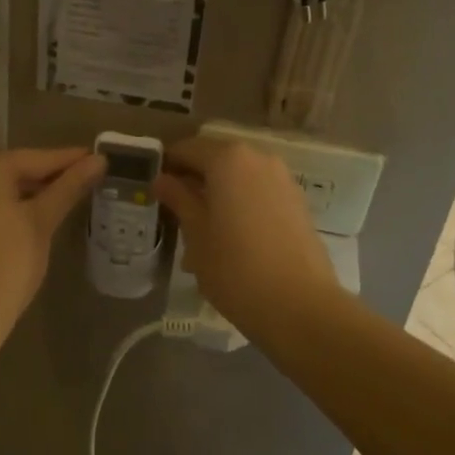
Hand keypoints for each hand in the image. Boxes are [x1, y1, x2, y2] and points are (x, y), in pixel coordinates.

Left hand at [0, 147, 104, 356]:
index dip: (71, 160)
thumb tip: (99, 160)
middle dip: (51, 177)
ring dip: (31, 194)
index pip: (37, 158)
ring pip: (1, 190)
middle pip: (17, 171)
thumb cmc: (7, 262)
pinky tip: (34, 219)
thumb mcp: (42, 221)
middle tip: (88, 180)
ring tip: (68, 198)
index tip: (100, 159)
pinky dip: (10, 209)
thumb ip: (69, 187)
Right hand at [153, 138, 340, 337]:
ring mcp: (282, 178)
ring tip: (203, 230)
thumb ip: (178, 199)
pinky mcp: (297, 201)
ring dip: (218, 193)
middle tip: (175, 212)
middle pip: (215, 159)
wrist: (300, 306)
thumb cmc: (235, 268)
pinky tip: (231, 237)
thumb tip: (162, 179)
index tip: (154, 190)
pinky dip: (241, 203)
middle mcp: (258, 157)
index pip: (187, 149)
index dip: (167, 166)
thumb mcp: (195, 234)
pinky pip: (259, 191)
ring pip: (238, 177)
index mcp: (228, 158)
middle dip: (194, 180)